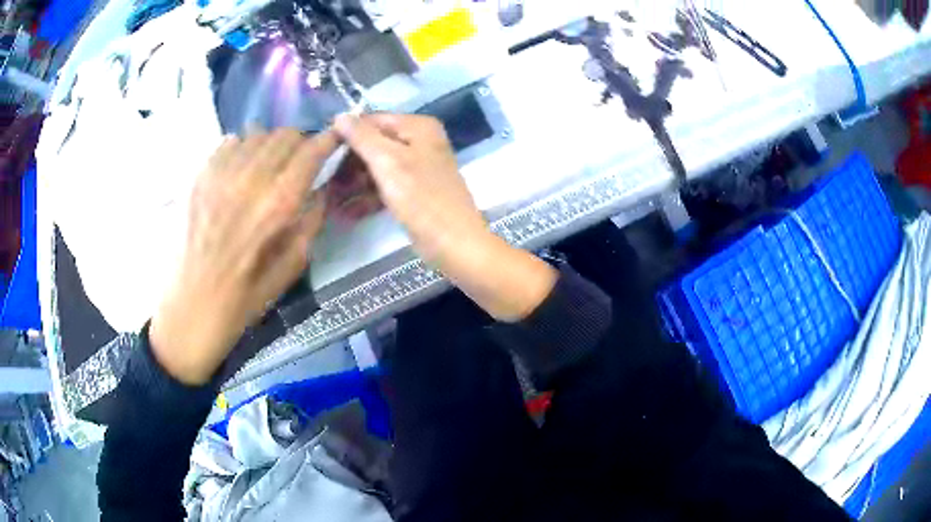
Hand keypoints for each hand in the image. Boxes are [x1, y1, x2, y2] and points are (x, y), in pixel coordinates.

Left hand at [150, 129, 337, 384]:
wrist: (187, 311)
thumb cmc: (242, 300)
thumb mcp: (290, 270)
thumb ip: (310, 224)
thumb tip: (320, 192)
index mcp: (278, 204)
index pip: (312, 151)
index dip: (329, 140)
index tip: (336, 141)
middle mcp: (250, 178)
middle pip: (285, 135)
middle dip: (300, 143)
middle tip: (300, 162)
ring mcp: (219, 173)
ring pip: (257, 134)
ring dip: (270, 145)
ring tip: (269, 166)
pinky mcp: (198, 176)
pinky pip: (228, 143)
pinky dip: (242, 148)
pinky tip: (240, 170)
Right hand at [333, 113, 487, 265]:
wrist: (454, 243)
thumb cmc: (421, 198)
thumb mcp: (387, 162)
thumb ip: (362, 137)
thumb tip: (339, 115)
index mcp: (418, 128)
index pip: (373, 121)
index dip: (347, 134)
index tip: (321, 151)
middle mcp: (419, 142)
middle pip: (374, 145)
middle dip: (348, 165)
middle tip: (323, 181)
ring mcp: (417, 168)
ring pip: (377, 168)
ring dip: (352, 185)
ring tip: (329, 201)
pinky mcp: (414, 192)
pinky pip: (384, 187)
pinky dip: (366, 198)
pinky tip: (344, 213)